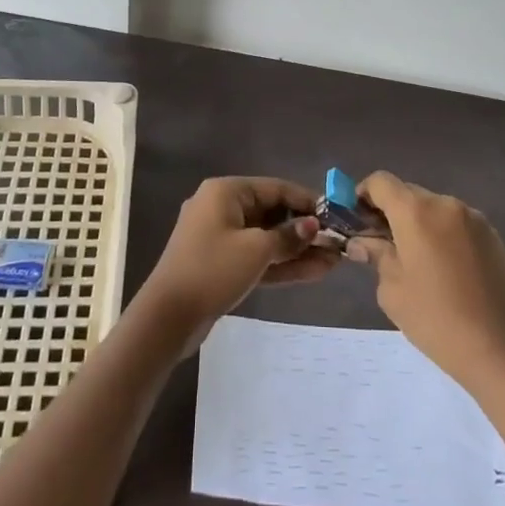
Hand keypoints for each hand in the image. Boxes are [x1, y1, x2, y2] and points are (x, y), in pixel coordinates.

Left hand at [139, 177, 338, 342]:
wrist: (168, 317)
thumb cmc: (213, 270)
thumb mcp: (256, 250)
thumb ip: (288, 236)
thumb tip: (313, 225)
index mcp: (226, 191)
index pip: (275, 188)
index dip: (306, 201)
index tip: (336, 215)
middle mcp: (222, 207)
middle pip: (271, 213)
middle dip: (304, 229)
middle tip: (337, 243)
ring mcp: (220, 237)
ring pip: (266, 238)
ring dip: (297, 250)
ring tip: (333, 261)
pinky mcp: (220, 264)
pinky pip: (256, 257)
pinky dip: (280, 264)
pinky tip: (313, 272)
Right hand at [345, 170, 504, 391]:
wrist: (498, 348)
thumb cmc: (434, 318)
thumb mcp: (392, 289)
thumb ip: (376, 254)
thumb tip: (363, 242)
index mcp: (415, 212)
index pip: (380, 182)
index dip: (363, 194)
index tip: (356, 219)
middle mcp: (444, 204)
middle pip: (407, 193)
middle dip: (390, 211)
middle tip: (381, 243)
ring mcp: (472, 217)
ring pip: (433, 208)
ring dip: (418, 223)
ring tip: (416, 259)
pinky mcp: (491, 234)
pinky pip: (455, 222)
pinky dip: (442, 233)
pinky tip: (444, 267)